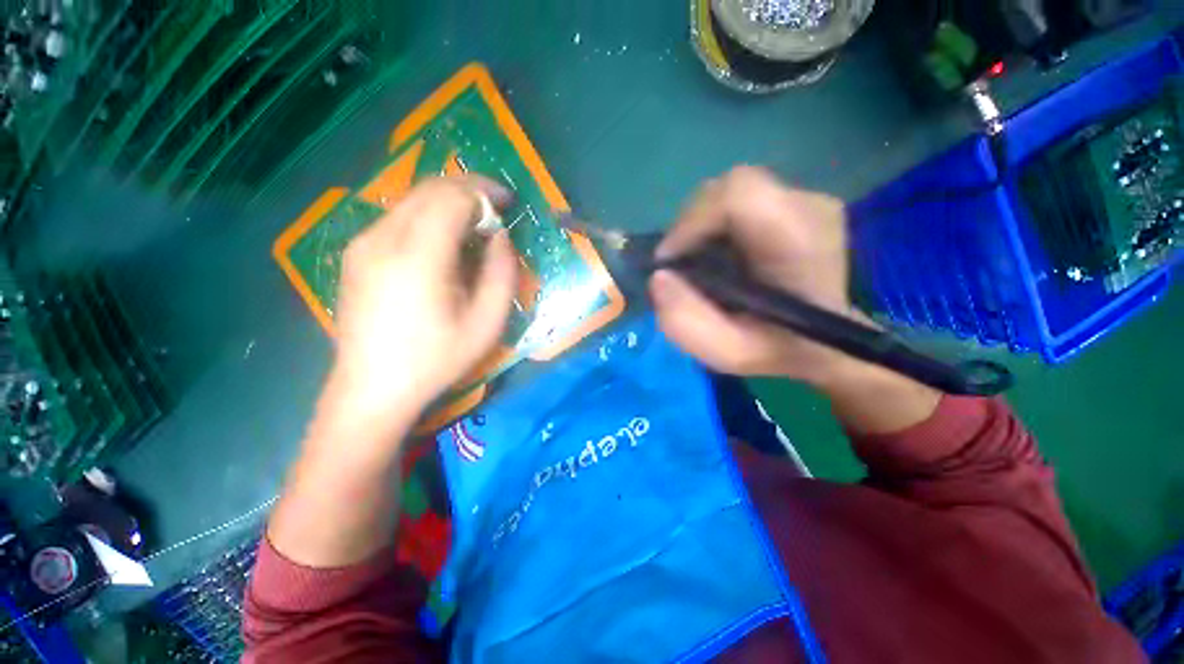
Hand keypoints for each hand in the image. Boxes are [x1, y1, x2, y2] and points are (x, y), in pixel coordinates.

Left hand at [318, 176, 517, 443]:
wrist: (372, 389)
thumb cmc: (436, 360)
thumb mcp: (487, 323)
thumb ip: (502, 272)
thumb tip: (499, 237)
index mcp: (418, 258)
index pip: (452, 197)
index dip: (485, 192)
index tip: (509, 202)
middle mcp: (383, 239)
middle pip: (429, 189)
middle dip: (468, 190)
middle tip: (495, 209)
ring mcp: (363, 244)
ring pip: (411, 200)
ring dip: (448, 202)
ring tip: (474, 226)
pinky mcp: (356, 253)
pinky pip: (398, 217)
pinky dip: (428, 216)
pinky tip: (443, 243)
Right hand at [651, 166, 940, 434]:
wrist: (825, 341)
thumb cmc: (778, 349)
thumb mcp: (727, 352)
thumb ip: (687, 323)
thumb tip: (658, 277)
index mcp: (801, 244)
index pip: (739, 194)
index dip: (692, 221)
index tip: (670, 261)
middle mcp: (810, 208)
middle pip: (730, 189)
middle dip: (691, 226)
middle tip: (680, 266)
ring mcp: (809, 200)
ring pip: (732, 192)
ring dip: (702, 227)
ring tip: (699, 264)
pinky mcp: (799, 202)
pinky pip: (742, 200)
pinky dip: (717, 225)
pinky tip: (720, 255)